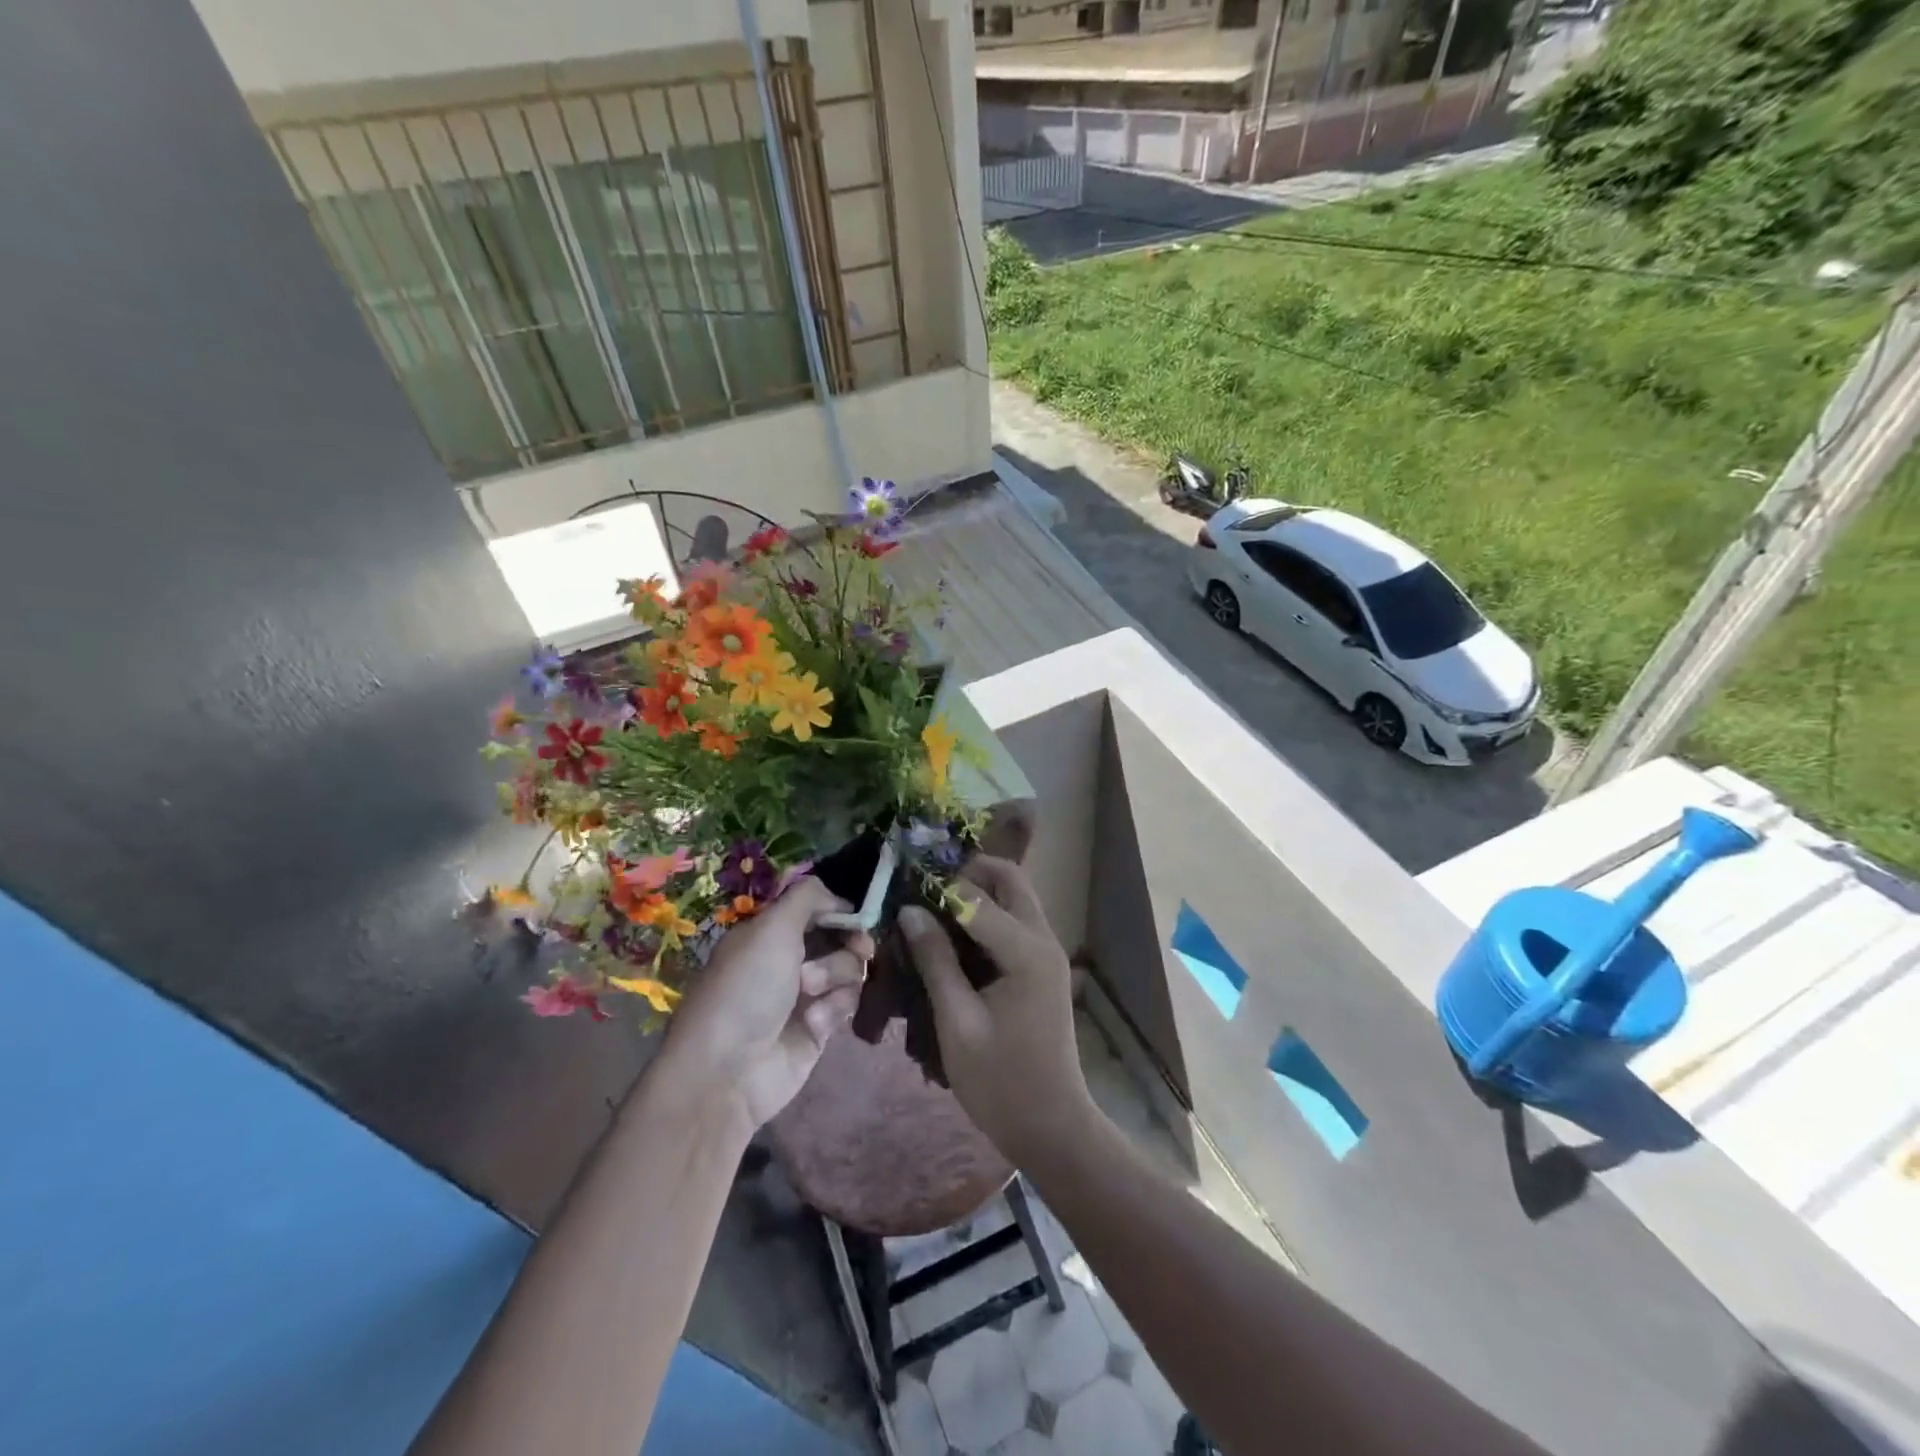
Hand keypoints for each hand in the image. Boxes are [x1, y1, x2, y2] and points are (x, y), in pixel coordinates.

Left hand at [662, 878, 871, 1139]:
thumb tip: (838, 896)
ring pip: (849, 970)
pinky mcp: (819, 1026)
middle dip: (849, 943)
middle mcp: (788, 958)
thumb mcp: (771, 928)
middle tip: (859, 950)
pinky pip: (846, 1003)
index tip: (857, 918)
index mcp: (770, 932)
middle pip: (841, 937)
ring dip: (836, 977)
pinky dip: (833, 1008)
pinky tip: (814, 1023)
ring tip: (811, 995)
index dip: (840, 910)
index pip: (817, 908)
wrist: (729, 1071)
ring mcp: (805, 994)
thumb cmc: (746, 989)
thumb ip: (808, 897)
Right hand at [899, 857, 1094, 1164]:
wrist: (1051, 1126)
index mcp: (1026, 951)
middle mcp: (1043, 940)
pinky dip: (986, 917)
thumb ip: (935, 961)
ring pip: (1014, 898)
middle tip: (924, 893)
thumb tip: (909, 911)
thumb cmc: (999, 1082)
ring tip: (932, 911)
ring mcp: (1047, 952)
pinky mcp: (1042, 967)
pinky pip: (1014, 922)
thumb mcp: (957, 1022)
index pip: (978, 896)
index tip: (903, 892)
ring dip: (977, 894)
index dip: (938, 889)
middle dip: (967, 875)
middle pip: (1009, 880)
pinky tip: (953, 938)